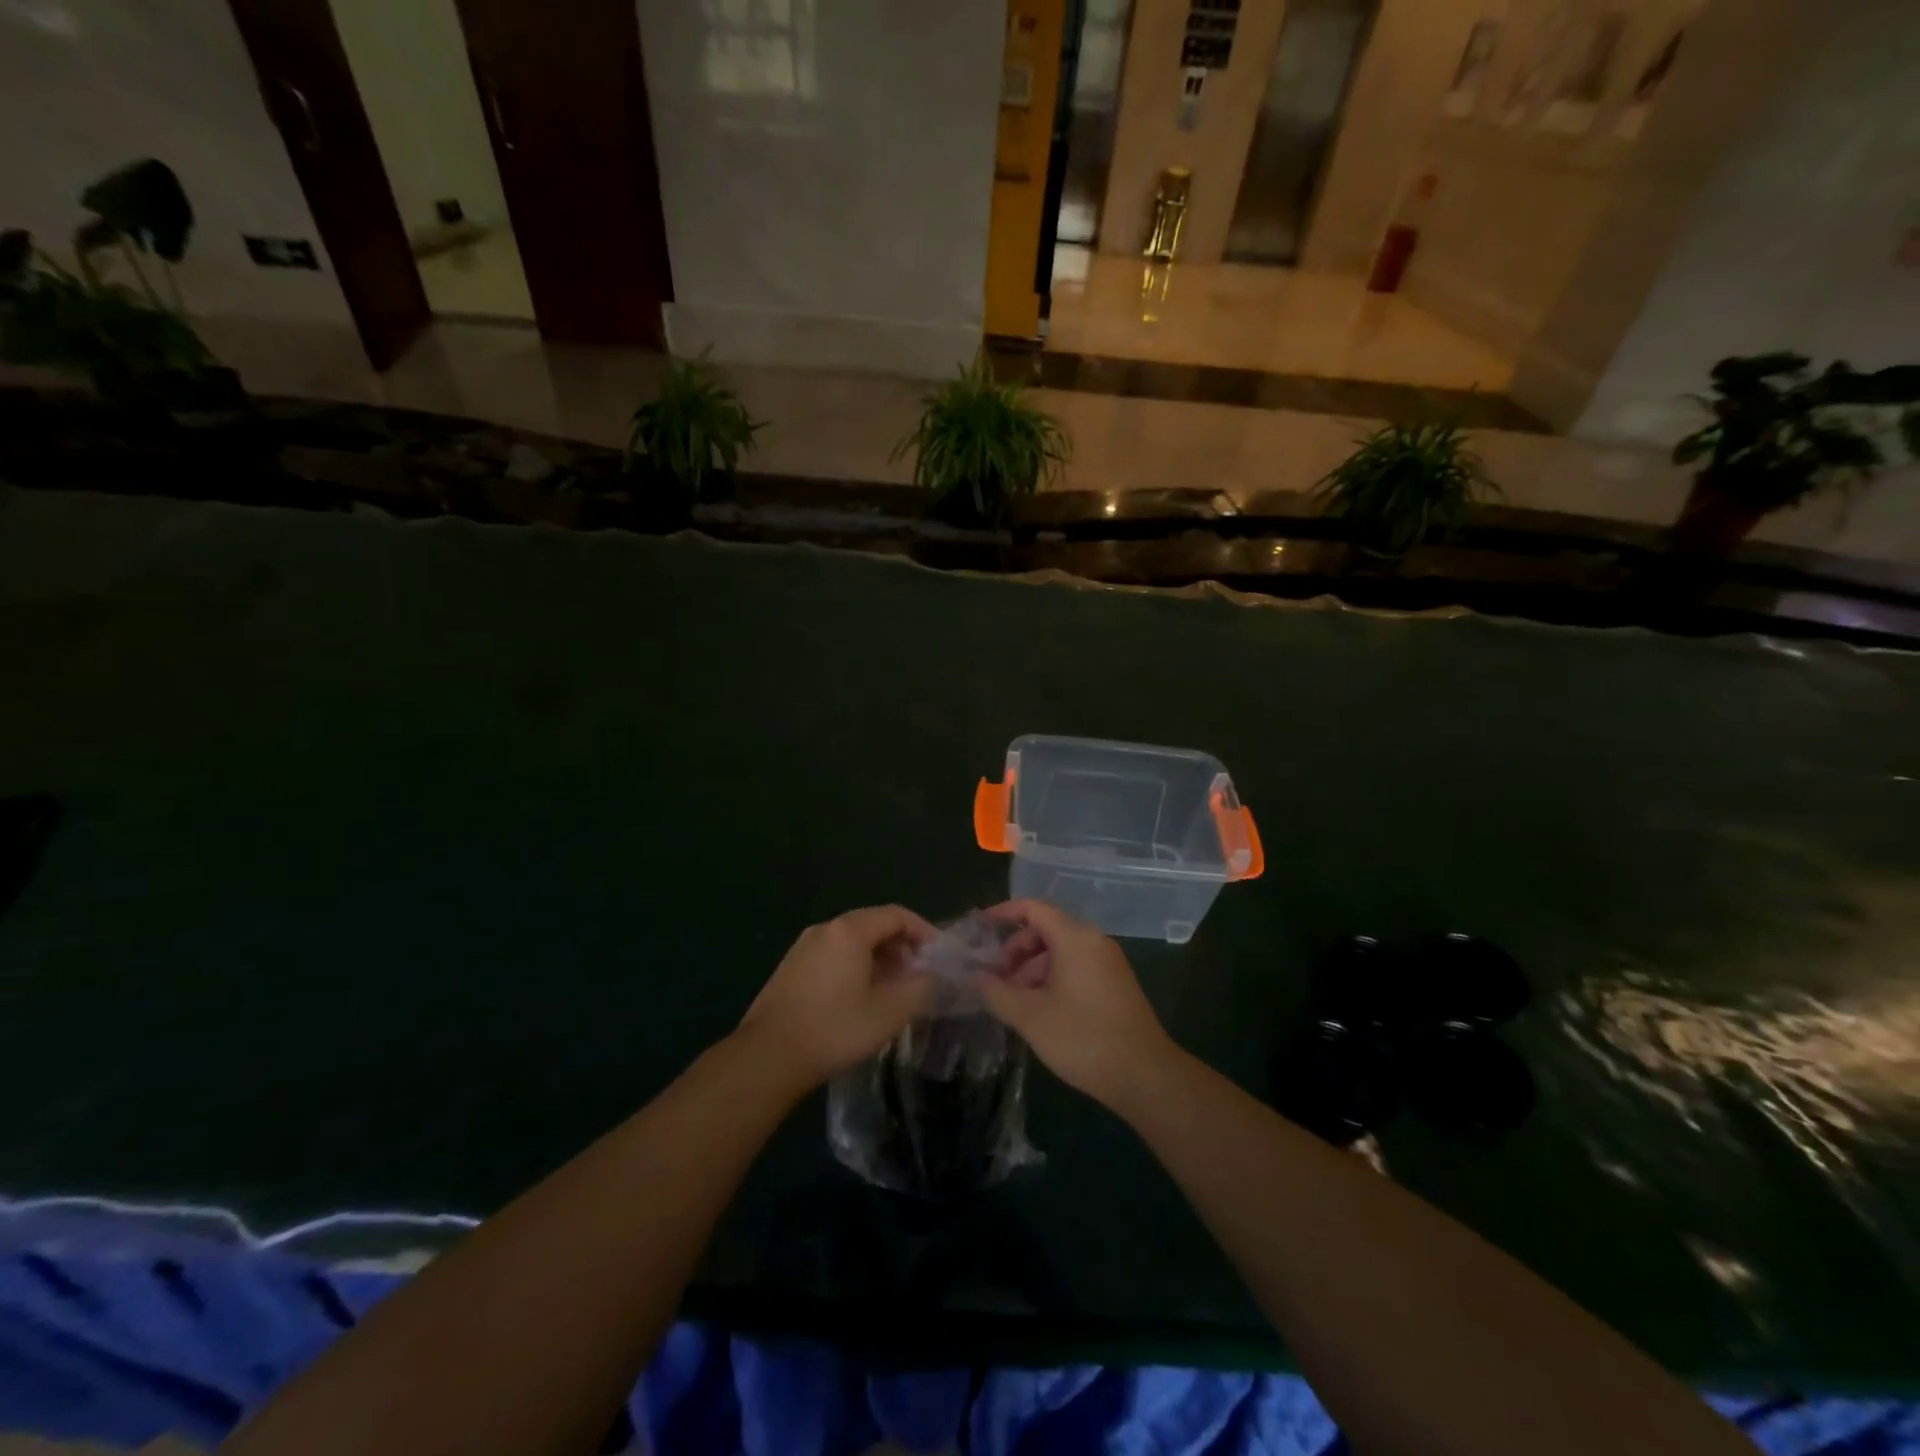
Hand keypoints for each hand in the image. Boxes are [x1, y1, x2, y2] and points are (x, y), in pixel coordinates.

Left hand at [738, 905, 938, 1087]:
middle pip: (874, 924)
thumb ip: (922, 988)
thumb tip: (940, 977)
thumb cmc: (834, 1029)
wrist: (766, 1058)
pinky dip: (856, 966)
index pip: (897, 915)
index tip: (940, 956)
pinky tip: (861, 998)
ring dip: (879, 958)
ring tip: (894, 989)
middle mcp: (825, 929)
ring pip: (852, 941)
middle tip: (920, 974)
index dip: (924, 931)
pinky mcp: (791, 968)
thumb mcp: (889, 1012)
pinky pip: (833, 955)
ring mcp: (803, 948)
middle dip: (902, 946)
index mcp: (849, 931)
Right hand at [979, 900, 1178, 1107]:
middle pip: (1046, 929)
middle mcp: (1094, 941)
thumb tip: (971, 976)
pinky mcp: (1115, 984)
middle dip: (1015, 950)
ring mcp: (1108, 962)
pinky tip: (1039, 1010)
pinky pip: (1076, 967)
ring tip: (1012, 1001)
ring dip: (1032, 968)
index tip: (979, 929)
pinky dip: (1052, 978)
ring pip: (1060, 951)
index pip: (1033, 908)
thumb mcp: (1030, 1016)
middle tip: (994, 979)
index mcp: (1075, 938)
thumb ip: (995, 992)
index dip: (1004, 913)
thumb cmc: (1083, 1038)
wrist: (1145, 1075)